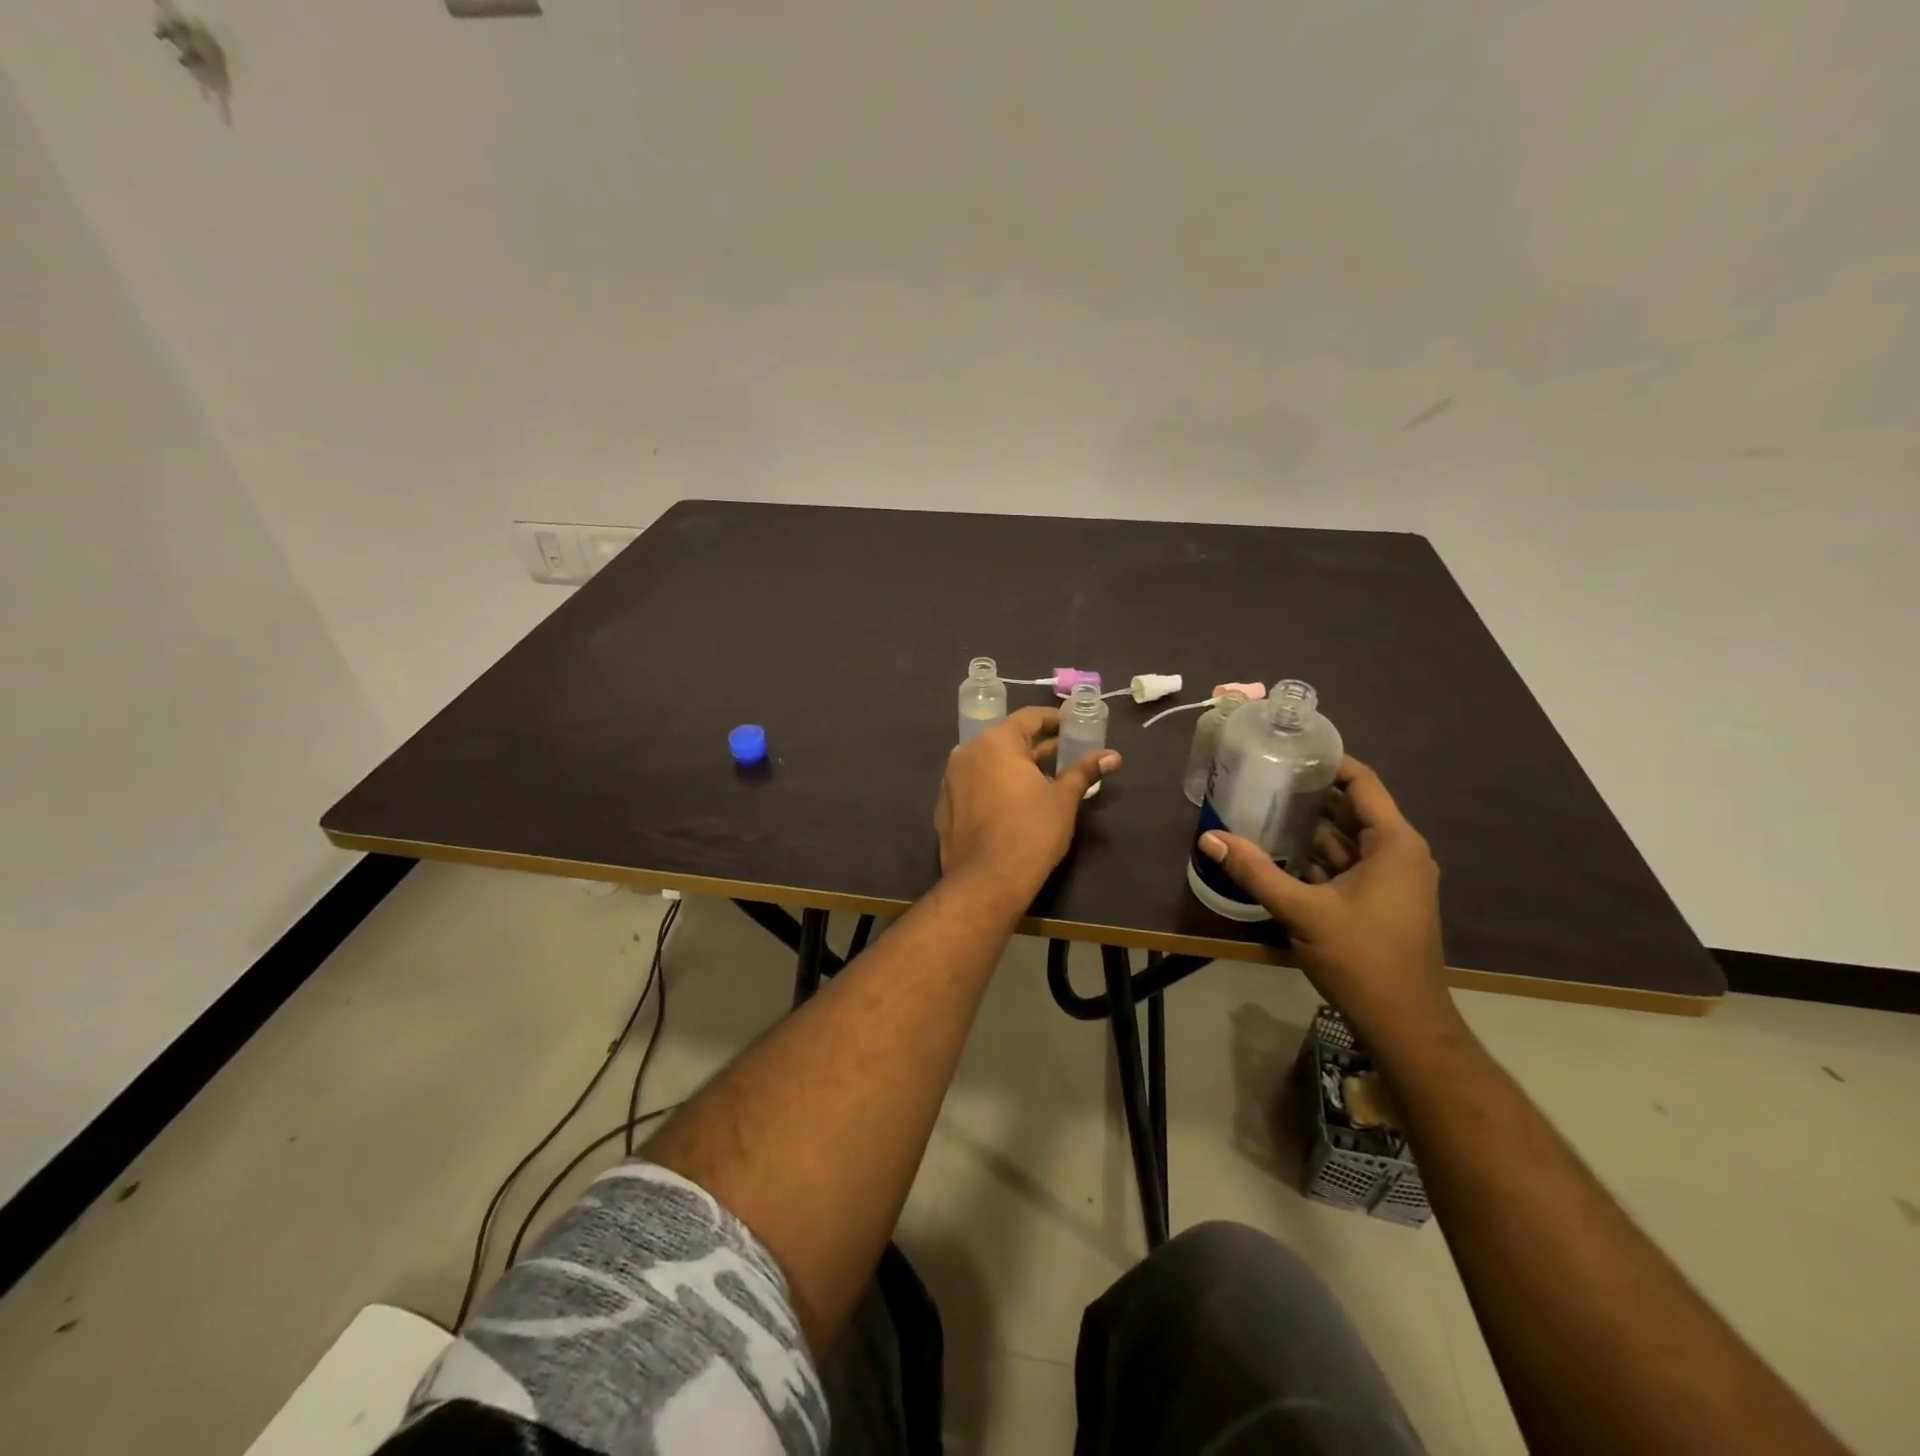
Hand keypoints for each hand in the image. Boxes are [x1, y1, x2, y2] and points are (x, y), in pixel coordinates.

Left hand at [936, 706, 1120, 900]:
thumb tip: (1112, 756)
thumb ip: (1084, 771)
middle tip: (1066, 754)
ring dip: (1015, 765)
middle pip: (1007, 738)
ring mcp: (951, 779)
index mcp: (995, 742)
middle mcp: (967, 751)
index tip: (1074, 726)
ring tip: (1044, 779)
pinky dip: (995, 785)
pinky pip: (975, 784)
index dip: (1055, 720)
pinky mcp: (945, 805)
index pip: (1029, 717)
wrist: (986, 881)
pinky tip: (1014, 802)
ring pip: (989, 762)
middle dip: (1037, 745)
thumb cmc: (1031, 832)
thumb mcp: (1064, 799)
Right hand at [1197, 756, 1455, 1049]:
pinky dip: (1316, 858)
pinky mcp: (1380, 902)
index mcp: (1395, 844)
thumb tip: (1209, 838)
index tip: (1290, 749)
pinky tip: (1277, 854)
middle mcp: (1400, 855)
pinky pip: (1346, 866)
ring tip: (1262, 809)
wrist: (1404, 1024)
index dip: (1330, 763)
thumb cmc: (1362, 958)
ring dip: (1308, 829)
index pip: (1363, 783)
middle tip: (1263, 778)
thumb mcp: (1302, 911)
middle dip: (1309, 795)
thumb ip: (1255, 872)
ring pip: (1346, 841)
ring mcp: (1392, 881)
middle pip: (1351, 810)